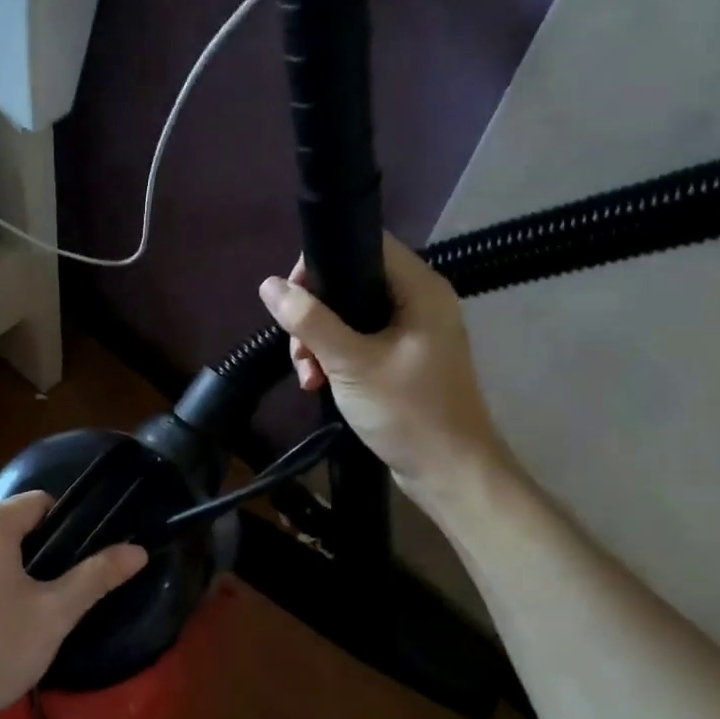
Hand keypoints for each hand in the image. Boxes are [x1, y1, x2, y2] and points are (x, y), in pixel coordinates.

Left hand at [0, 494, 147, 718]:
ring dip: (11, 570)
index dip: (66, 528)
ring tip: (27, 613)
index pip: (41, 502)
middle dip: (39, 552)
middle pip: (14, 525)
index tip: (78, 564)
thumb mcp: (55, 613)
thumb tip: (138, 550)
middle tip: (58, 594)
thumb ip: (96, 576)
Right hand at [258, 236, 512, 508]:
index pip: (366, 244)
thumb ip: (309, 321)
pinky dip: (335, 357)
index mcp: (420, 289)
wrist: (451, 474)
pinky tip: (318, 383)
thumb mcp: (351, 363)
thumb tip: (268, 285)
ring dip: (319, 340)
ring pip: (350, 316)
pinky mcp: (403, 359)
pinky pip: (359, 342)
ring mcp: (412, 332)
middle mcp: (419, 302)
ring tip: (307, 374)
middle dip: (314, 313)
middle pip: (351, 281)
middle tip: (298, 347)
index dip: (322, 259)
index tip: (293, 294)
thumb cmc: (408, 412)